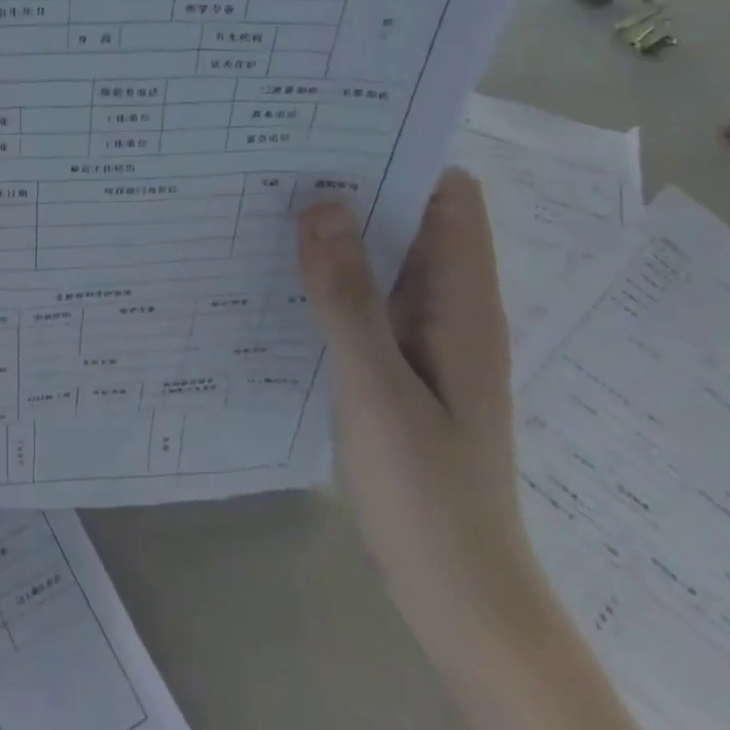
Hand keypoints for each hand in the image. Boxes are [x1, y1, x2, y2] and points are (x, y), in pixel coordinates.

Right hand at [298, 171, 553, 672]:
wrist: (458, 594)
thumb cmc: (427, 492)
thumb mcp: (377, 388)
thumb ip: (347, 296)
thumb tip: (319, 203)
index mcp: (462, 301)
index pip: (450, 196)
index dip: (403, 156)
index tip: (335, 134)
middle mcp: (447, 306)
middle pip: (411, 218)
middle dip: (355, 186)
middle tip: (280, 162)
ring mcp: (423, 338)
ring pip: (383, 258)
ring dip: (338, 233)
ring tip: (268, 205)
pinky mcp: (398, 365)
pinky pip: (364, 299)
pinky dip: (331, 278)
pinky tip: (279, 277)